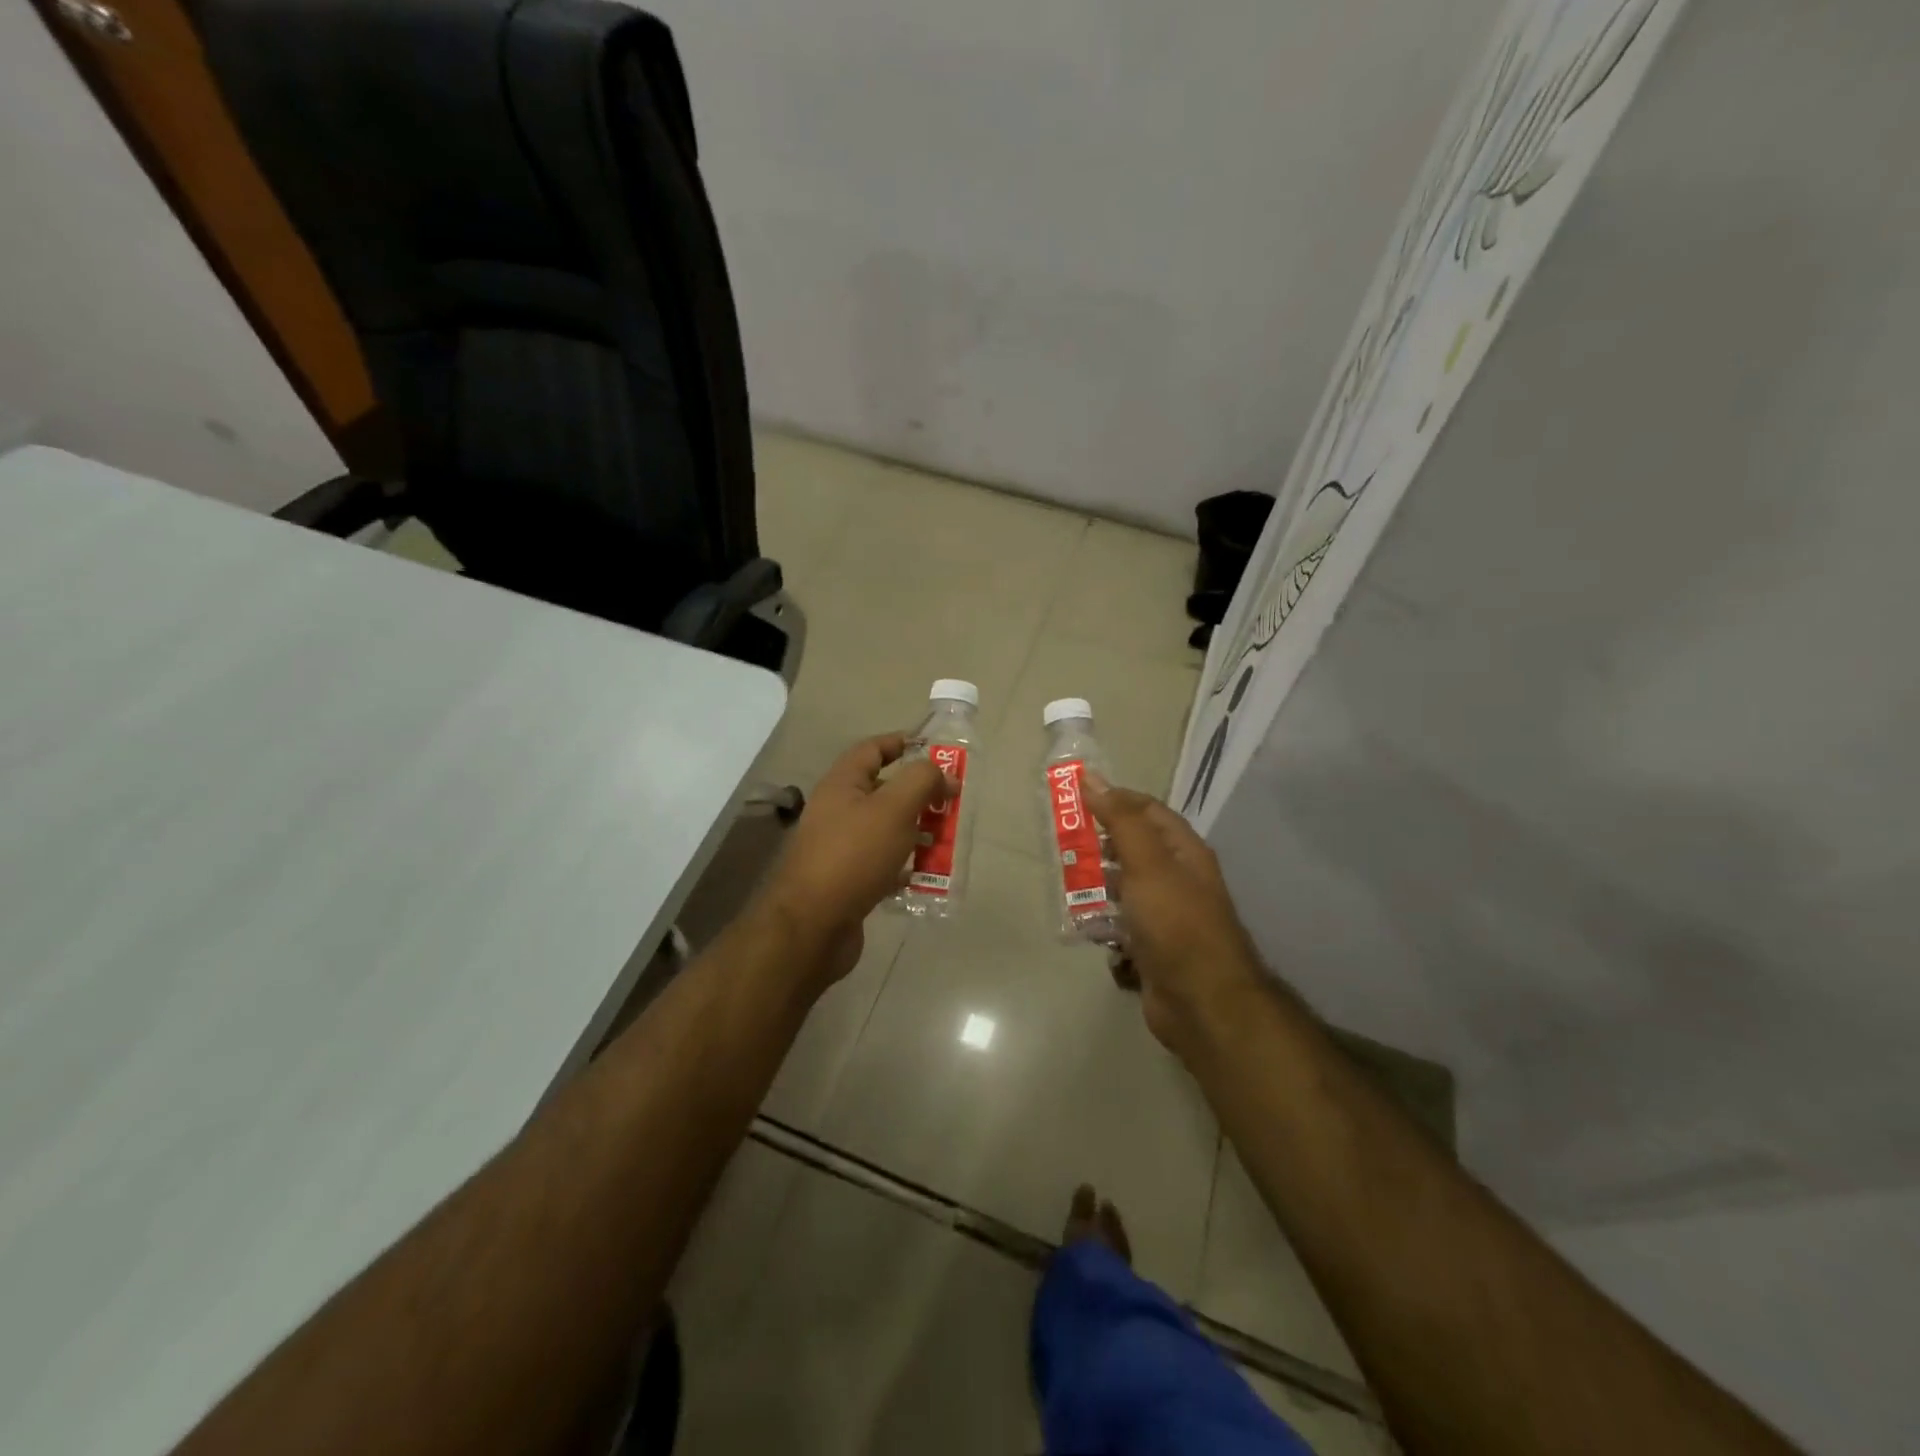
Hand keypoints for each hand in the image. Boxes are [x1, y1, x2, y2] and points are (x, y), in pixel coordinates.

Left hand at [757, 734, 947, 988]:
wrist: (812, 926)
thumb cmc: (854, 856)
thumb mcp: (894, 808)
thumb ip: (922, 781)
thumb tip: (943, 774)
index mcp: (842, 785)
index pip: (872, 749)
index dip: (901, 743)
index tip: (934, 749)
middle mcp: (837, 811)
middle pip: (882, 791)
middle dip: (918, 794)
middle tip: (950, 802)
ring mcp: (839, 848)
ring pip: (885, 829)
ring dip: (915, 832)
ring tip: (945, 841)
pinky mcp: (846, 881)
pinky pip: (881, 864)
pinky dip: (903, 867)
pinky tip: (924, 876)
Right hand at [1084, 777, 1268, 1057]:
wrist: (1202, 1001)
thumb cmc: (1176, 923)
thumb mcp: (1147, 863)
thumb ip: (1121, 820)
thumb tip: (1093, 778)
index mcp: (1183, 852)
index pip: (1147, 811)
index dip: (1115, 799)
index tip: (1077, 798)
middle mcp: (1177, 879)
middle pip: (1133, 849)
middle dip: (1100, 847)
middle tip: (1064, 845)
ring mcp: (1165, 916)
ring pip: (1123, 890)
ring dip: (1097, 888)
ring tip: (1069, 887)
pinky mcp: (1151, 948)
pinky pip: (1121, 927)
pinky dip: (1105, 926)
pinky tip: (1089, 930)